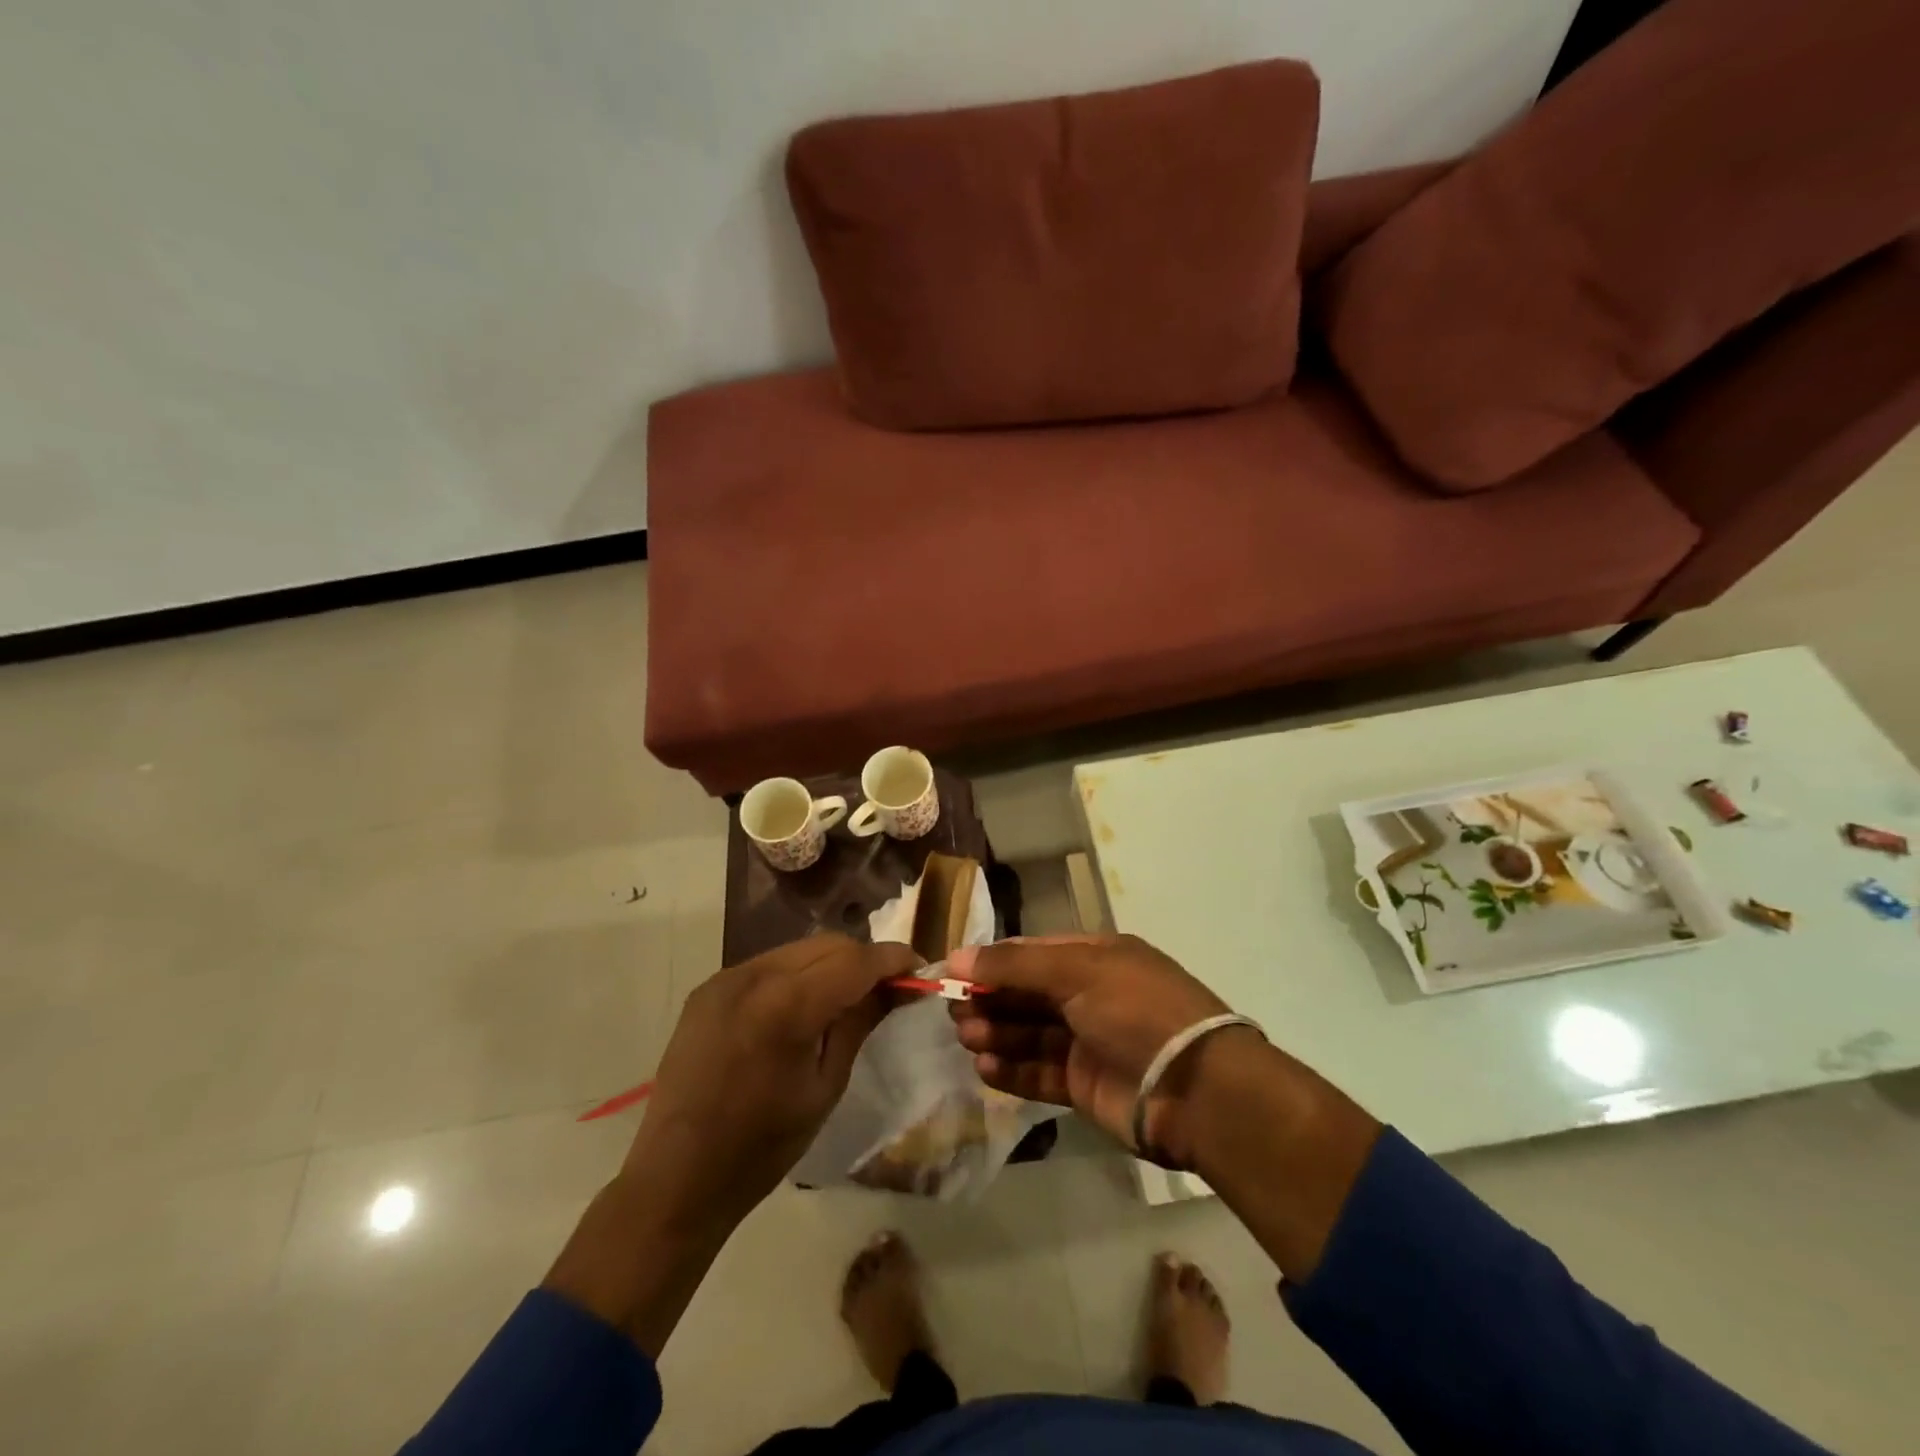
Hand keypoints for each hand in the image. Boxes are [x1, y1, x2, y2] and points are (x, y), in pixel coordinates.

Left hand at [623, 933, 921, 1231]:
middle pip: (828, 944)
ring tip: (850, 994)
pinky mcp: (708, 988)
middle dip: (864, 959)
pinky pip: (768, 964)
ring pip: (798, 949)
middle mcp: (753, 976)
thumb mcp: (824, 1087)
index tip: (920, 969)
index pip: (855, 961)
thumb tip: (895, 988)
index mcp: (786, 1007)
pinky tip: (805, 1003)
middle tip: (889, 987)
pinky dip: (798, 973)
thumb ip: (858, 1024)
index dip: (893, 960)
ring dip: (832, 963)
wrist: (674, 1180)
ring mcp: (725, 978)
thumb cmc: (761, 1148)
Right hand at [947, 934, 1250, 1167]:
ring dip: (996, 1033)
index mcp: (1096, 957)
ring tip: (966, 1038)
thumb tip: (956, 956)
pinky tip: (985, 1065)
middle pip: (1027, 993)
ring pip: (1029, 1033)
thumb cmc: (1136, 1009)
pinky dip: (1011, 1069)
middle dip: (991, 1000)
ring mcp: (1088, 1041)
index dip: (993, 962)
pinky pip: (1039, 1072)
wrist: (1194, 1088)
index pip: (1033, 953)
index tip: (952, 973)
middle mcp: (1091, 995)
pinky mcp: (1084, 1085)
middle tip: (954, 1013)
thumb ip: (1014, 965)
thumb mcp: (1077, 970)